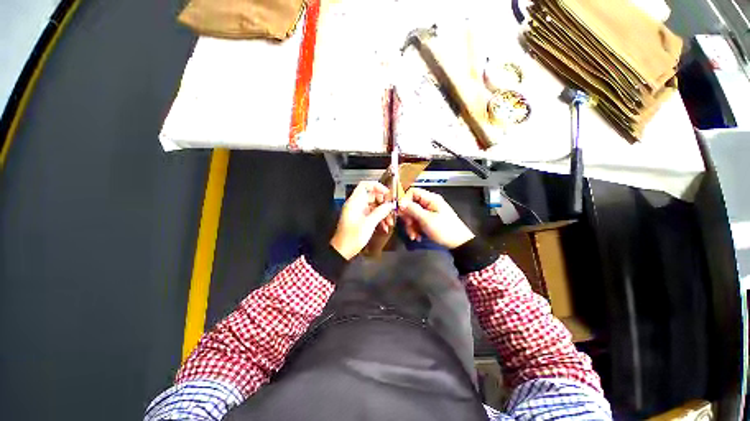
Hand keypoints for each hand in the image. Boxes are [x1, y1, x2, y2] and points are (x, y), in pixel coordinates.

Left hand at [330, 181, 394, 259]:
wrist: (343, 251)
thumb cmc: (352, 237)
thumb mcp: (369, 223)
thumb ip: (380, 212)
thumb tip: (390, 204)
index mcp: (355, 202)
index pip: (365, 185)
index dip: (377, 186)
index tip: (387, 193)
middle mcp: (356, 204)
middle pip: (372, 196)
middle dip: (383, 203)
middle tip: (391, 209)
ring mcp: (358, 212)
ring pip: (374, 206)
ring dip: (383, 212)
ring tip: (390, 221)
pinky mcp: (361, 219)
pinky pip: (372, 214)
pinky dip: (379, 218)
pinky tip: (385, 226)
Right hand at [398, 188, 474, 248]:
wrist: (459, 243)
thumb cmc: (444, 229)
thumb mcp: (426, 219)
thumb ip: (412, 209)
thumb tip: (400, 202)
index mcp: (430, 198)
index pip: (412, 192)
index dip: (404, 200)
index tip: (400, 212)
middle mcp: (428, 203)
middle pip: (411, 205)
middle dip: (408, 217)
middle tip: (409, 226)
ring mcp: (429, 211)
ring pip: (413, 215)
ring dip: (411, 226)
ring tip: (414, 236)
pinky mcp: (429, 220)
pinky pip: (417, 221)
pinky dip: (415, 229)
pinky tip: (417, 237)